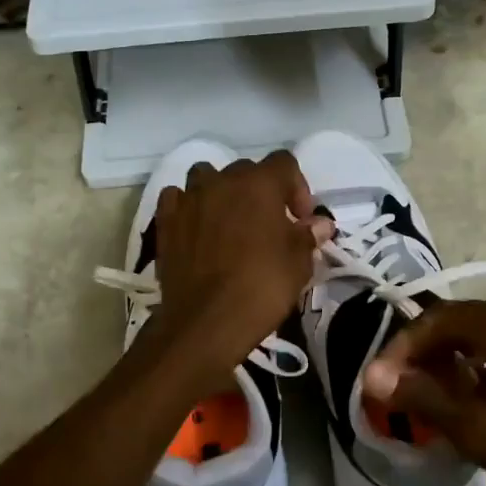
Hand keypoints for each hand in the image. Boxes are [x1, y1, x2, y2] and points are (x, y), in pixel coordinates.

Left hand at [147, 151, 331, 387]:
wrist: (206, 321)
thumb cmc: (261, 287)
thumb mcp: (298, 263)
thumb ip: (308, 235)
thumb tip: (319, 223)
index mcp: (259, 183)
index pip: (284, 163)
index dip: (297, 188)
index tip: (300, 220)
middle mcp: (222, 181)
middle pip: (246, 170)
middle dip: (261, 192)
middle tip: (269, 226)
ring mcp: (189, 198)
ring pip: (207, 177)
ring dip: (222, 192)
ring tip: (230, 222)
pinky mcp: (166, 220)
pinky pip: (177, 198)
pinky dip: (188, 206)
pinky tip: (197, 227)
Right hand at [361, 300, 485, 485]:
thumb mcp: (478, 429)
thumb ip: (423, 397)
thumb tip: (374, 377)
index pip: (441, 317)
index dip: (405, 344)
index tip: (384, 378)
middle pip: (469, 321)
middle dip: (432, 350)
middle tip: (410, 385)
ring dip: (463, 359)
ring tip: (446, 397)